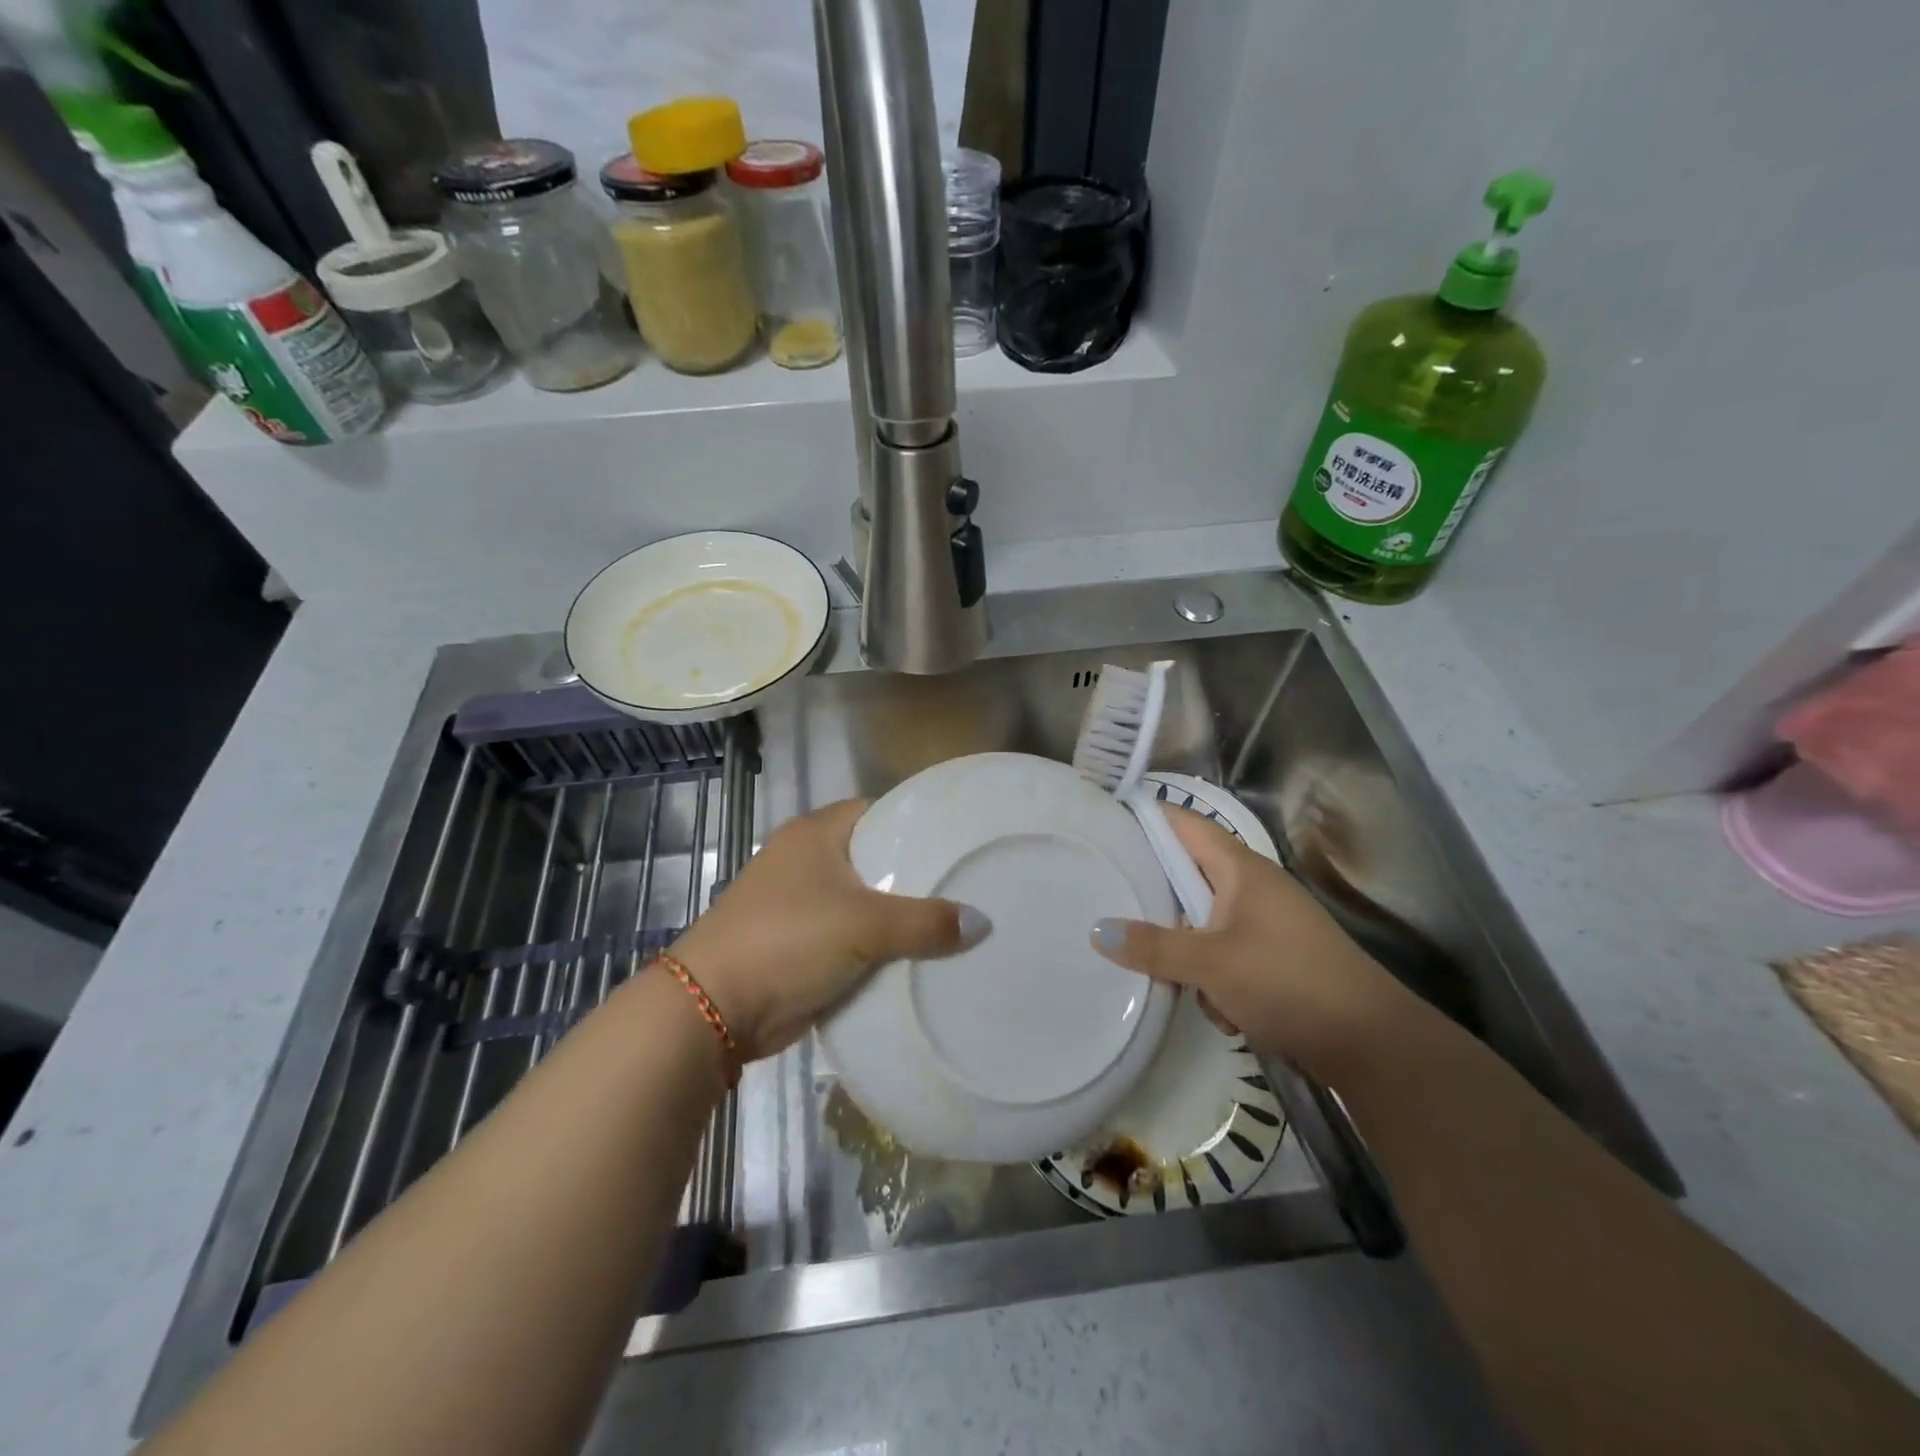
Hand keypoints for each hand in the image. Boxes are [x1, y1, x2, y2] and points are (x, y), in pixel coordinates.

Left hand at [670, 799, 986, 1059]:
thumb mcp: (864, 924)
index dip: (918, 824)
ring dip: (901, 917)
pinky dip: (882, 947)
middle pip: (877, 859)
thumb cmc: (788, 940)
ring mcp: (803, 904)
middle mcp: (808, 860)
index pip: (880, 812)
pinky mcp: (803, 944)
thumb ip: (925, 921)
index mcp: (816, 834)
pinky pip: (855, 937)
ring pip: (867, 902)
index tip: (959, 840)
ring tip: (958, 922)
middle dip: (917, 876)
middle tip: (969, 885)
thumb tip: (982, 922)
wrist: (715, 1008)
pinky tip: (922, 957)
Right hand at [1089, 807, 1411, 1079]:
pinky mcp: (1274, 960)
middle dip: (1157, 900)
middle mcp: (1253, 888)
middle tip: (1109, 903)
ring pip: (1203, 924)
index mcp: (1241, 869)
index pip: (1185, 824)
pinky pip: (1225, 957)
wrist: (1371, 1044)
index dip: (1147, 817)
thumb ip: (1153, 947)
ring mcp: (1266, 925)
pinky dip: (1216, 980)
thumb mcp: (1211, 964)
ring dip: (1188, 954)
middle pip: (1188, 877)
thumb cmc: (1288, 981)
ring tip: (1177, 982)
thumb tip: (1097, 931)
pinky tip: (1223, 1012)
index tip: (1104, 823)